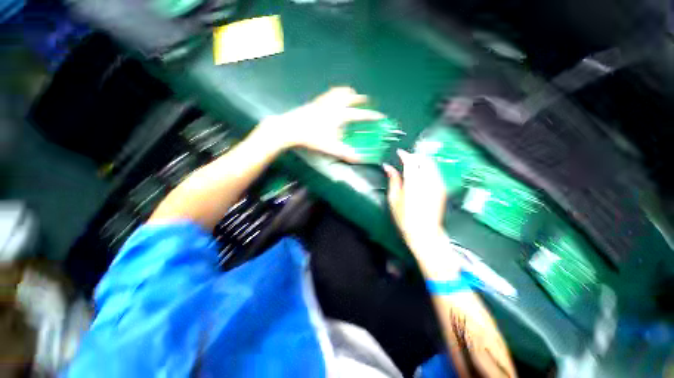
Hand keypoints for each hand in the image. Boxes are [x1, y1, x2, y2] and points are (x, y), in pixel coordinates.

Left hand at [258, 87, 383, 161]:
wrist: (292, 128)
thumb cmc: (313, 137)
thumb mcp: (331, 147)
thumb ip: (346, 153)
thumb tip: (359, 159)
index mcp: (340, 115)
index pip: (360, 115)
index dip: (371, 116)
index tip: (380, 116)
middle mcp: (334, 105)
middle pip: (351, 98)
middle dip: (361, 99)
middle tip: (367, 100)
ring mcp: (324, 101)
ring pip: (339, 92)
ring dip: (348, 92)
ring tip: (352, 93)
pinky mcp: (316, 102)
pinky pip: (328, 94)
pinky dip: (335, 93)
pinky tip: (332, 97)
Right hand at [384, 150, 459, 277]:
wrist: (425, 233)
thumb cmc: (405, 218)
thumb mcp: (394, 199)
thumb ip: (393, 180)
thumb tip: (388, 167)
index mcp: (413, 183)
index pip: (410, 162)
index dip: (404, 155)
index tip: (399, 152)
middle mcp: (428, 181)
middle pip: (424, 159)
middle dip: (415, 155)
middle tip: (405, 158)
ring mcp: (437, 184)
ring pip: (431, 164)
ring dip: (422, 161)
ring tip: (412, 164)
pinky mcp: (442, 189)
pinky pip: (435, 172)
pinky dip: (427, 168)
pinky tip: (420, 174)